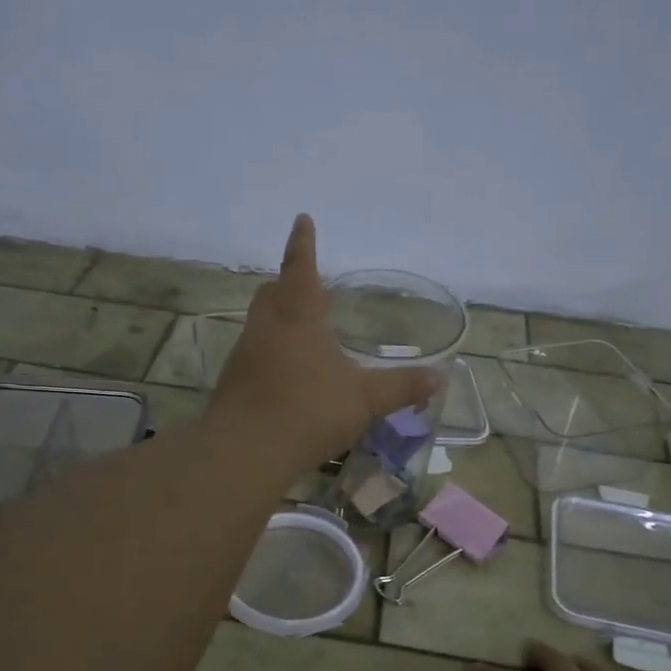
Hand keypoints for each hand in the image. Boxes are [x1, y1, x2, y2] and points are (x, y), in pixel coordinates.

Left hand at [211, 215, 439, 464]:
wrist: (245, 451)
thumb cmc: (309, 411)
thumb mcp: (364, 399)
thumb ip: (400, 387)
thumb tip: (437, 377)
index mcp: (298, 316)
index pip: (300, 267)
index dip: (303, 243)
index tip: (302, 219)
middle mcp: (267, 327)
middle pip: (272, 292)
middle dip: (287, 282)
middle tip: (303, 284)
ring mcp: (244, 354)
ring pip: (259, 323)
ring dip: (277, 319)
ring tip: (300, 332)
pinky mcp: (233, 382)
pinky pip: (253, 354)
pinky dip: (269, 352)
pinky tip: (286, 374)